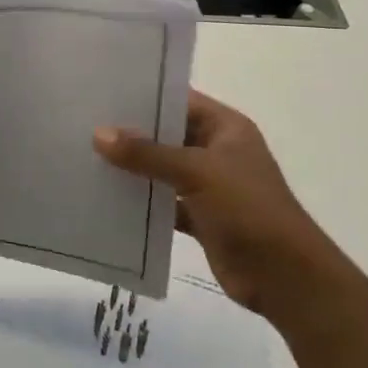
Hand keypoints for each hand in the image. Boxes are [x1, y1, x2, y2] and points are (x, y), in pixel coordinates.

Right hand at [94, 89, 330, 309]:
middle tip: (83, 123)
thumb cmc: (248, 209)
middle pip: (167, 135)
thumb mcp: (197, 172)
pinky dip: (141, 203)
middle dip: (130, 133)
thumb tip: (99, 134)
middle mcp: (217, 151)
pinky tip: (106, 199)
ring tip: (85, 157)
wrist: (284, 277)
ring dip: (132, 169)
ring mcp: (208, 186)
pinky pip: (163, 203)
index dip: (145, 95)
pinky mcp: (200, 218)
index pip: (180, 100)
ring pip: (162, 170)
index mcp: (226, 129)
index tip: (103, 91)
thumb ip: (147, 153)